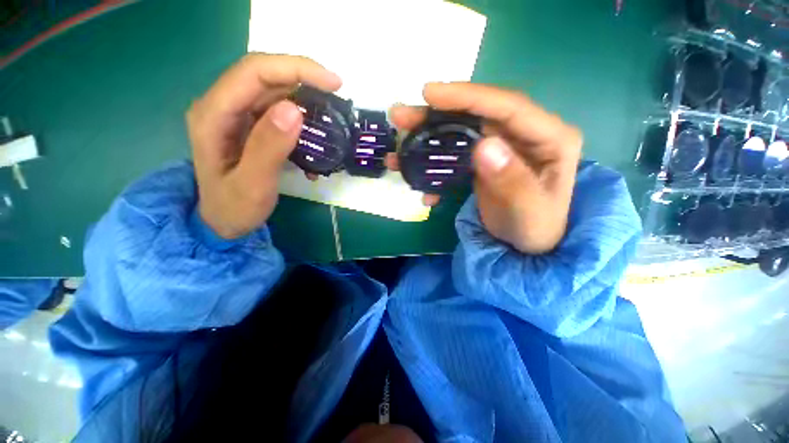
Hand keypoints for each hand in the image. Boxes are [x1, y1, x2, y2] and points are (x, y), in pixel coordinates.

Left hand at [186, 54, 341, 238]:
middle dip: (303, 77)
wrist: (223, 221)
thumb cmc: (235, 207)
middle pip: (264, 75)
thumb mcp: (253, 184)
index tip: (333, 83)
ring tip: (329, 111)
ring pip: (273, 90)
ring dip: (304, 95)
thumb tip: (294, 109)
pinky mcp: (249, 125)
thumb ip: (269, 147)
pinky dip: (300, 113)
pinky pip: (277, 109)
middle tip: (337, 93)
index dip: (295, 68)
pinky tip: (314, 128)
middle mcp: (222, 106)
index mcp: (213, 115)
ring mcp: (236, 115)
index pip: (254, 72)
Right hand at [388, 83, 581, 253]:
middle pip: (476, 115)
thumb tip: (483, 145)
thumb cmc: (534, 229)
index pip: (507, 106)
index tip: (428, 94)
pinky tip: (417, 180)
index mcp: (549, 138)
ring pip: (460, 132)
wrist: (527, 245)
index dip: (467, 96)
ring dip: (427, 138)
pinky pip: (455, 155)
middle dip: (436, 115)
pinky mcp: (483, 161)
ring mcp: (501, 147)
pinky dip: (434, 165)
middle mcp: (523, 135)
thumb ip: (511, 181)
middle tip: (400, 116)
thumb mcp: (527, 211)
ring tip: (399, 144)